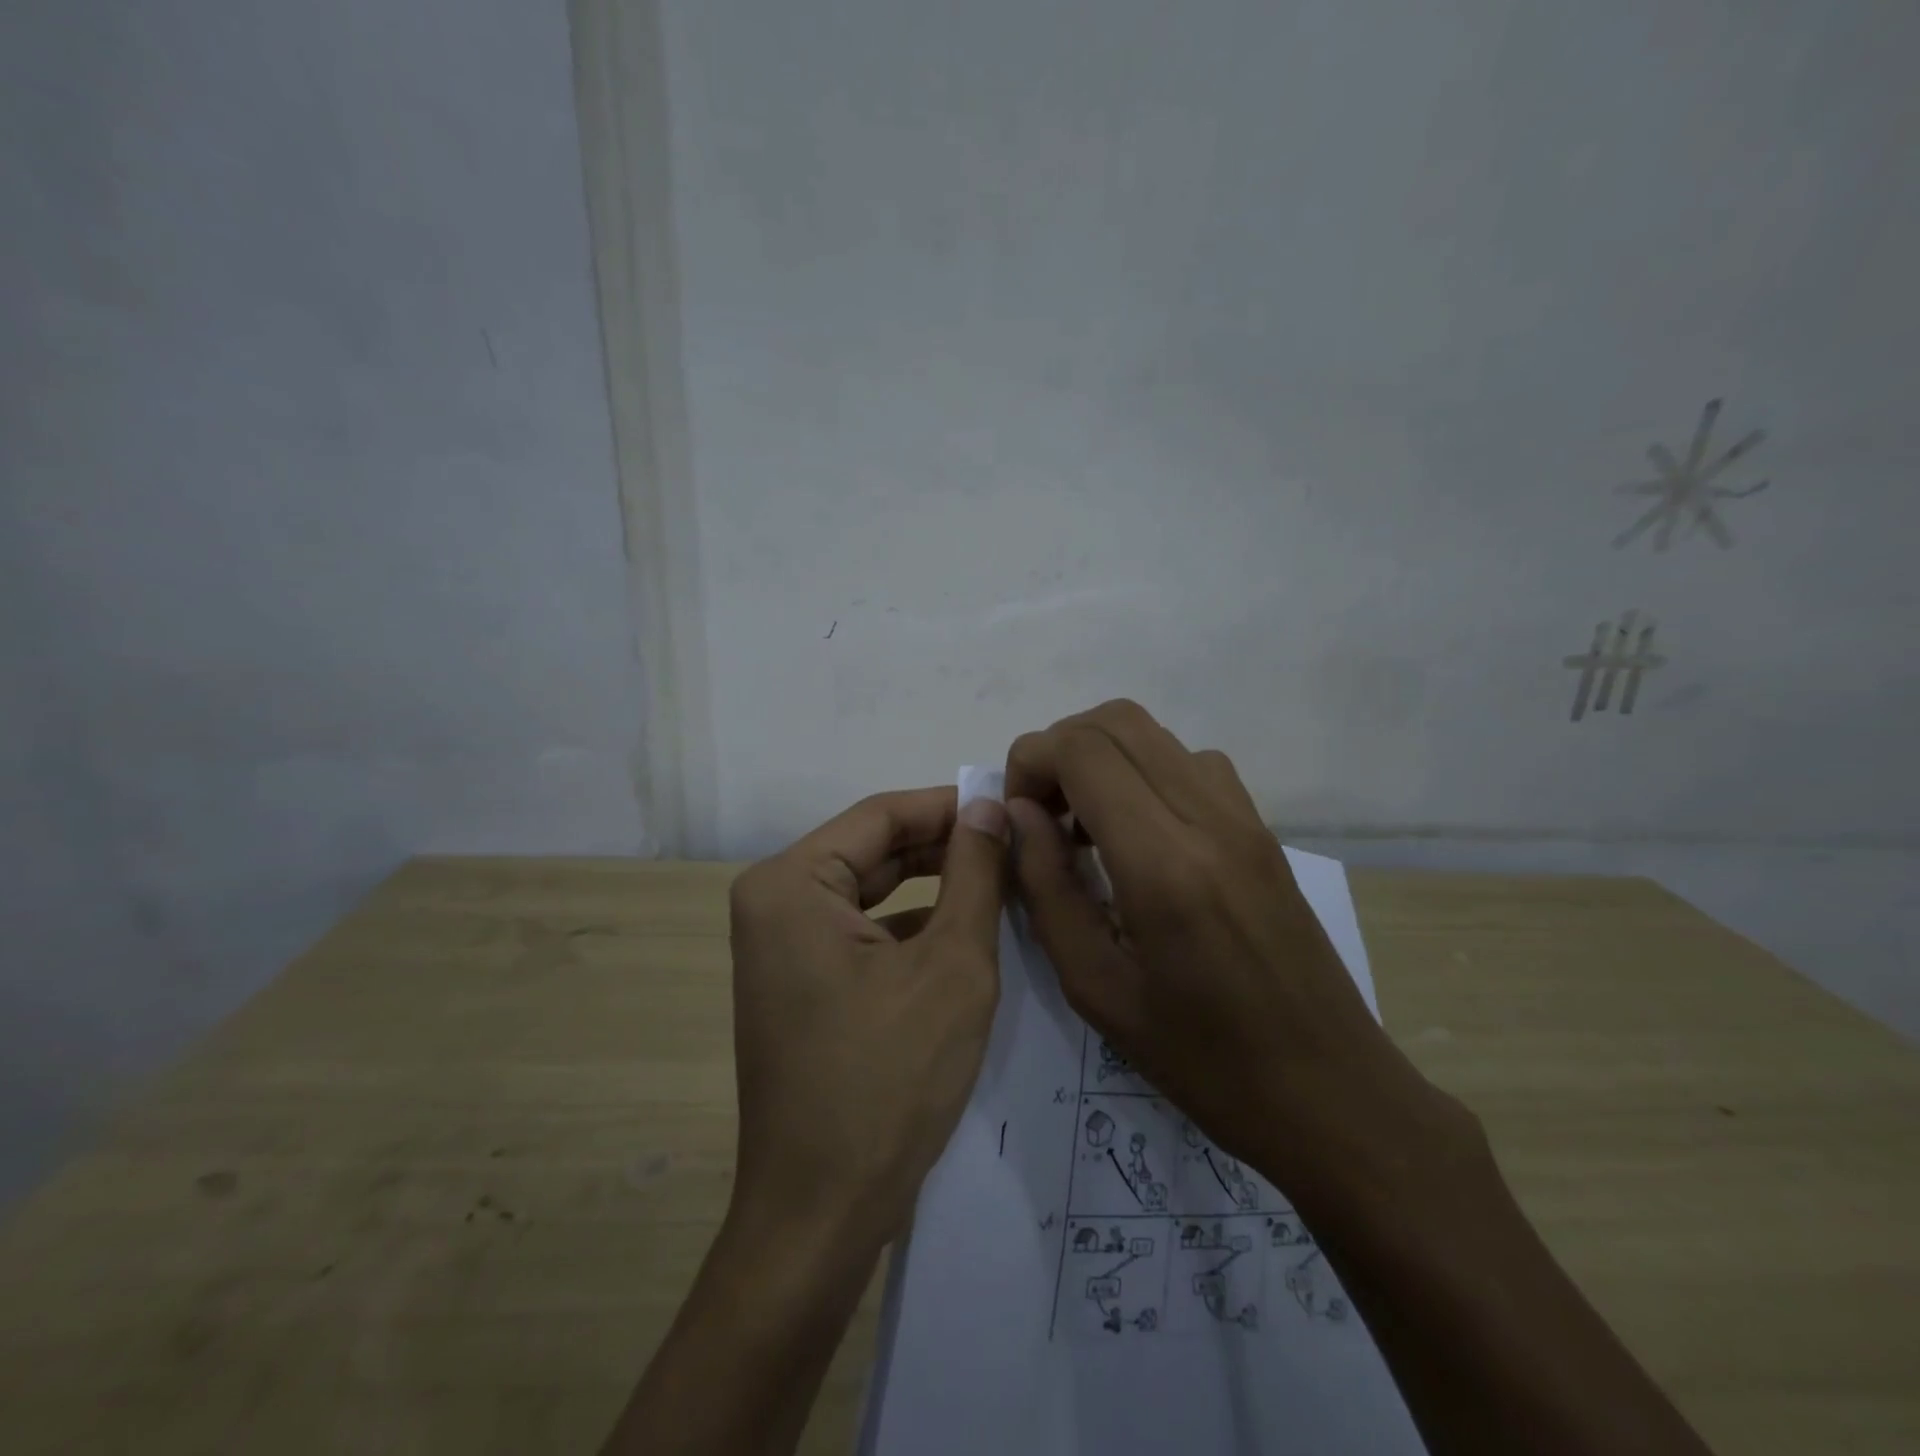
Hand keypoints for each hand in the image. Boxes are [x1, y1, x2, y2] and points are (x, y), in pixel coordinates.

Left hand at [726, 788, 1010, 1256]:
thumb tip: (988, 805)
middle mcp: (773, 901)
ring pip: (872, 891)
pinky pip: (861, 930)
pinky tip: (966, 930)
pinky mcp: (797, 981)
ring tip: (1004, 879)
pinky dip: (912, 926)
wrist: (820, 1214)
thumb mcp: (952, 966)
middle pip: (874, 850)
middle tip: (1018, 845)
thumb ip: (974, 873)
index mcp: (790, 883)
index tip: (1012, 805)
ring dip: (935, 885)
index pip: (882, 815)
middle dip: (946, 847)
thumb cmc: (887, 1080)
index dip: (951, 806)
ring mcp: (780, 945)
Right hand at [1005, 700, 1458, 1201]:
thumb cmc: (1202, 1060)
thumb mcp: (1096, 988)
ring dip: (1102, 759)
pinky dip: (1144, 773)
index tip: (1017, 815)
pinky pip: (1191, 764)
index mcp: (1163, 863)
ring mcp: (1244, 817)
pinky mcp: (1262, 829)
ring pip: (1155, 734)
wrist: (1331, 1092)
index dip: (1030, 762)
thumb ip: (1047, 887)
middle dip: (1060, 750)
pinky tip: (1137, 837)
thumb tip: (1018, 814)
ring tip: (1083, 828)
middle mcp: (1209, 818)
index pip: (1082, 751)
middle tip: (1041, 814)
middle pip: (1117, 721)